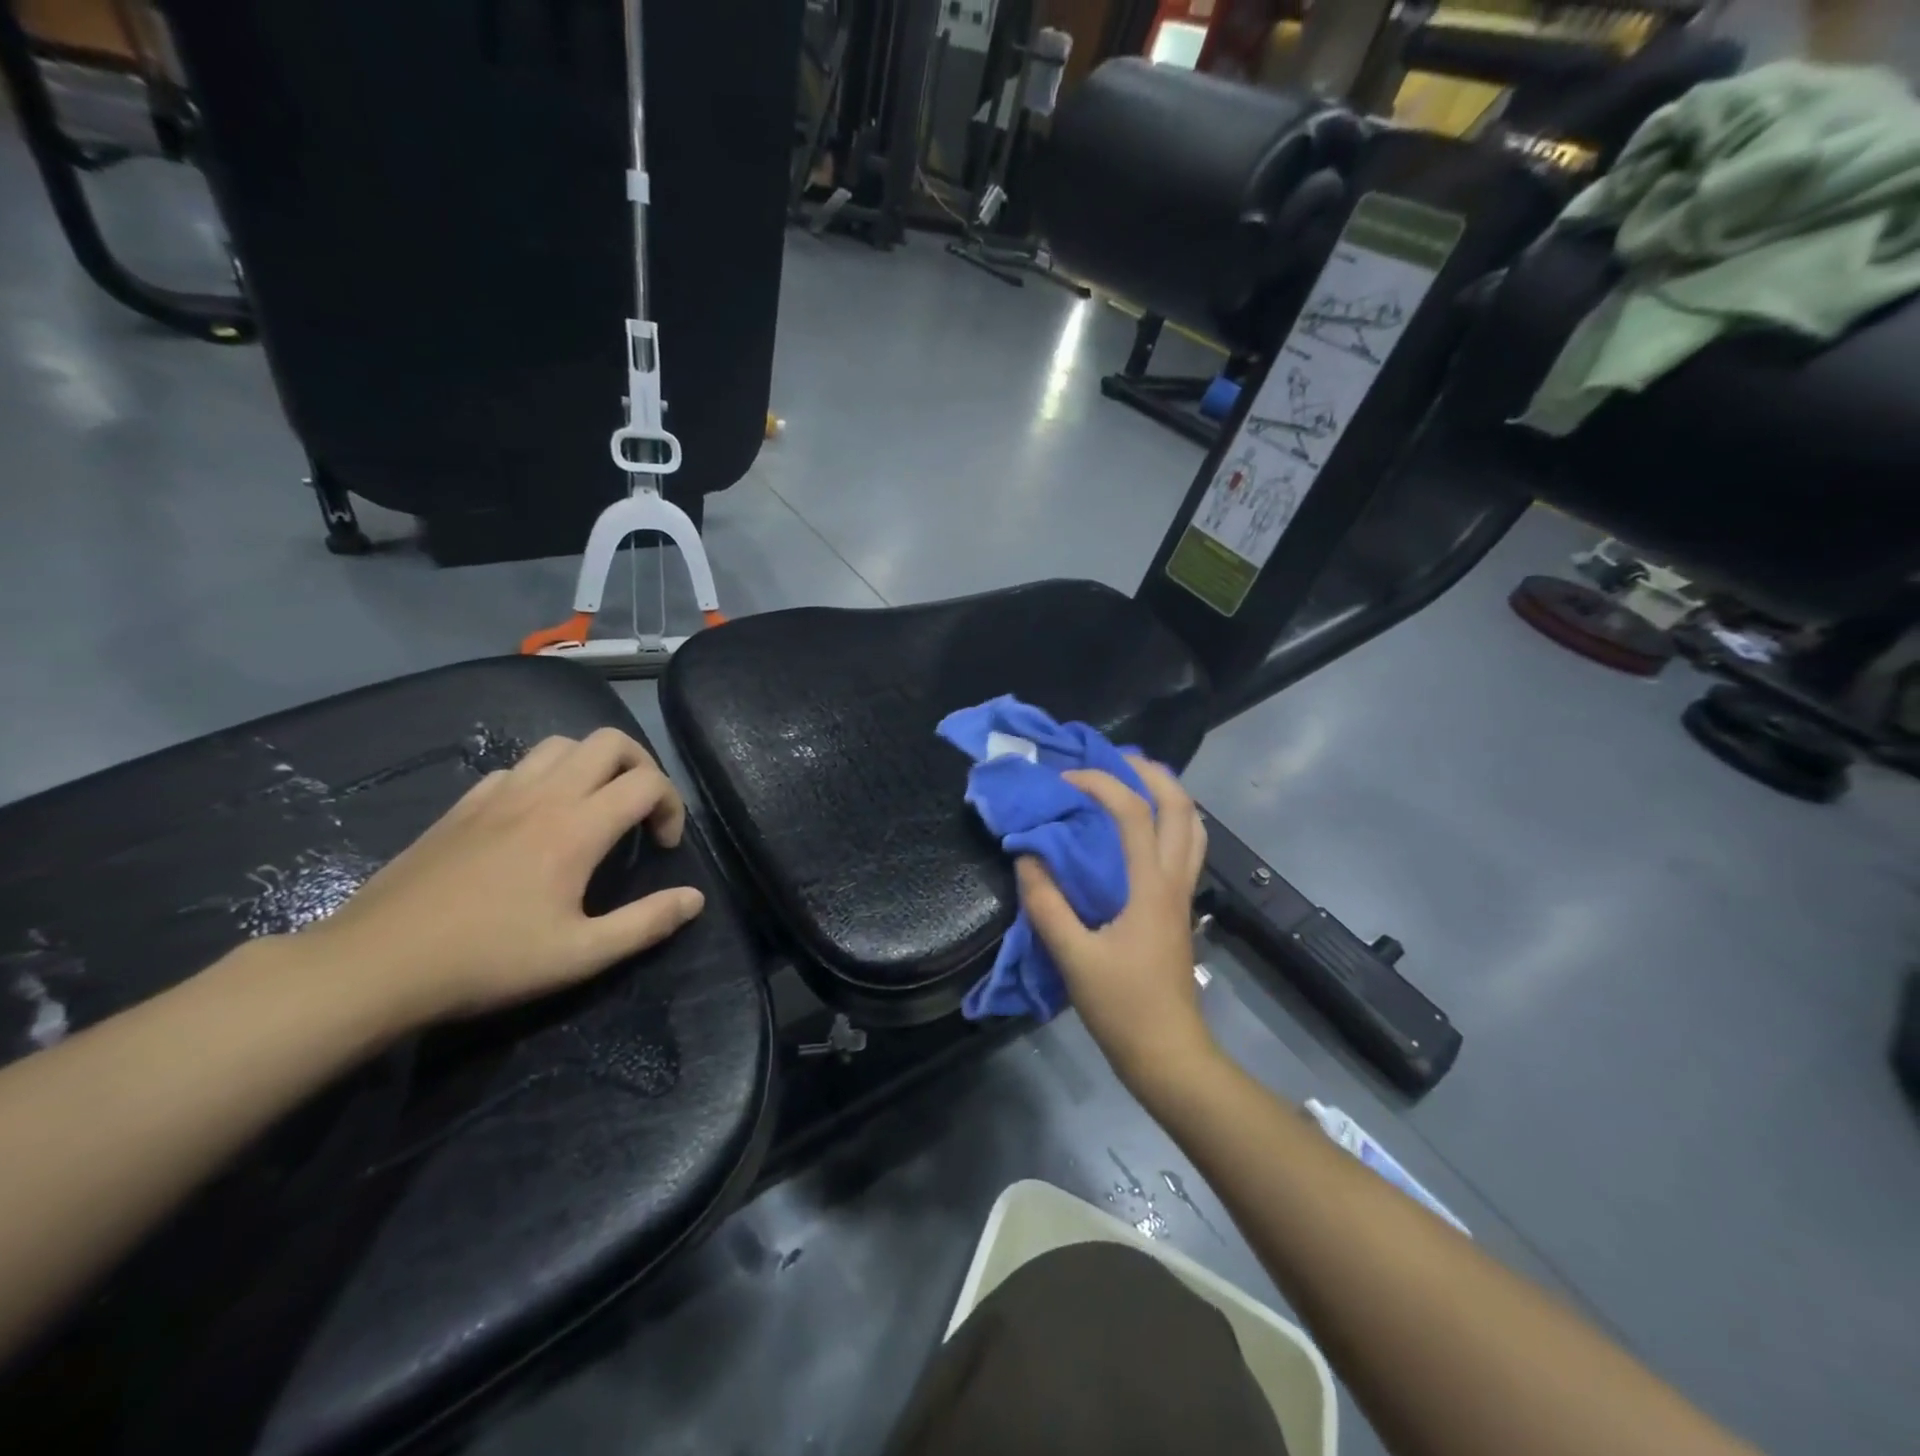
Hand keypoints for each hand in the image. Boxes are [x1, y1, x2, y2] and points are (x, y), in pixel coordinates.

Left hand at [297, 729, 704, 1025]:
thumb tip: (695, 899)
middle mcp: (543, 796)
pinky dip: (546, 777)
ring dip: (594, 764)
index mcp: (576, 828)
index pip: (647, 782)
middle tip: (641, 811)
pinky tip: (537, 819)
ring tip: (595, 807)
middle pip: (610, 742)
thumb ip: (646, 923)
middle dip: (641, 766)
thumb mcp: (581, 955)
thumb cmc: (487, 961)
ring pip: (562, 744)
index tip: (663, 847)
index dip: (672, 806)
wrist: (374, 965)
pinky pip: (518, 767)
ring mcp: (498, 794)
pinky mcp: (463, 805)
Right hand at [1017, 758, 1218, 1094]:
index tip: (1064, 780)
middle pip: (1181, 806)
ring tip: (1131, 781)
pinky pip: (1186, 846)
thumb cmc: (1122, 1007)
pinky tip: (1140, 828)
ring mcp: (1183, 893)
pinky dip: (1169, 820)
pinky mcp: (1179, 907)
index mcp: (1150, 886)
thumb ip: (1046, 904)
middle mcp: (1174, 879)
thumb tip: (1027, 856)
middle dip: (1149, 772)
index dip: (1100, 784)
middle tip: (1112, 759)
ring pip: (1193, 825)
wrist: (1169, 1054)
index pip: (1133, 812)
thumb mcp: (1073, 957)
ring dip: (1167, 792)